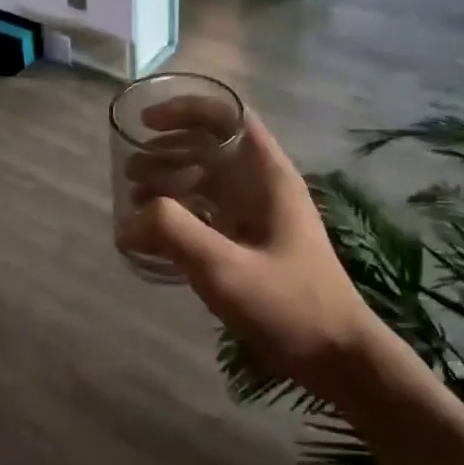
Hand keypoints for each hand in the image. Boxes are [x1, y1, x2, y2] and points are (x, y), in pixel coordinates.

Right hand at [117, 100, 373, 394]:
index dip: (187, 109)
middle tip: (129, 172)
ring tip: (133, 198)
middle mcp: (263, 187)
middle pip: (211, 147)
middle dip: (167, 151)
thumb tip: (128, 221)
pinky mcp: (250, 245)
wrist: (335, 355)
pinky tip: (154, 234)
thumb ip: (173, 233)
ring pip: (208, 182)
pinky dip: (179, 214)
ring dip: (169, 182)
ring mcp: (258, 217)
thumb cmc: (288, 305)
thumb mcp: (224, 268)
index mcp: (267, 177)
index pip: (229, 117)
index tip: (147, 122)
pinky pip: (208, 214)